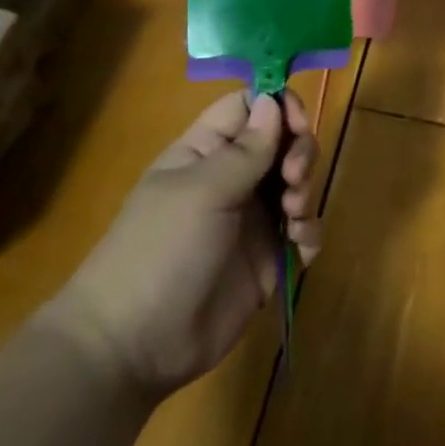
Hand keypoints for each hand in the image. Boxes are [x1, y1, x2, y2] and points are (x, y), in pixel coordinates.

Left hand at [41, 90, 321, 398]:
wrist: (136, 346)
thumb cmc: (161, 251)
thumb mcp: (203, 192)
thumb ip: (246, 149)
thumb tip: (273, 99)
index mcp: (207, 151)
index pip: (249, 106)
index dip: (279, 106)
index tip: (298, 124)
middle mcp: (233, 178)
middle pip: (283, 142)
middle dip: (299, 152)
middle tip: (293, 179)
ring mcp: (252, 219)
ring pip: (297, 183)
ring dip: (306, 192)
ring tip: (293, 218)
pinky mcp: (267, 258)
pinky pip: (302, 231)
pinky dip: (308, 233)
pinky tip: (300, 249)